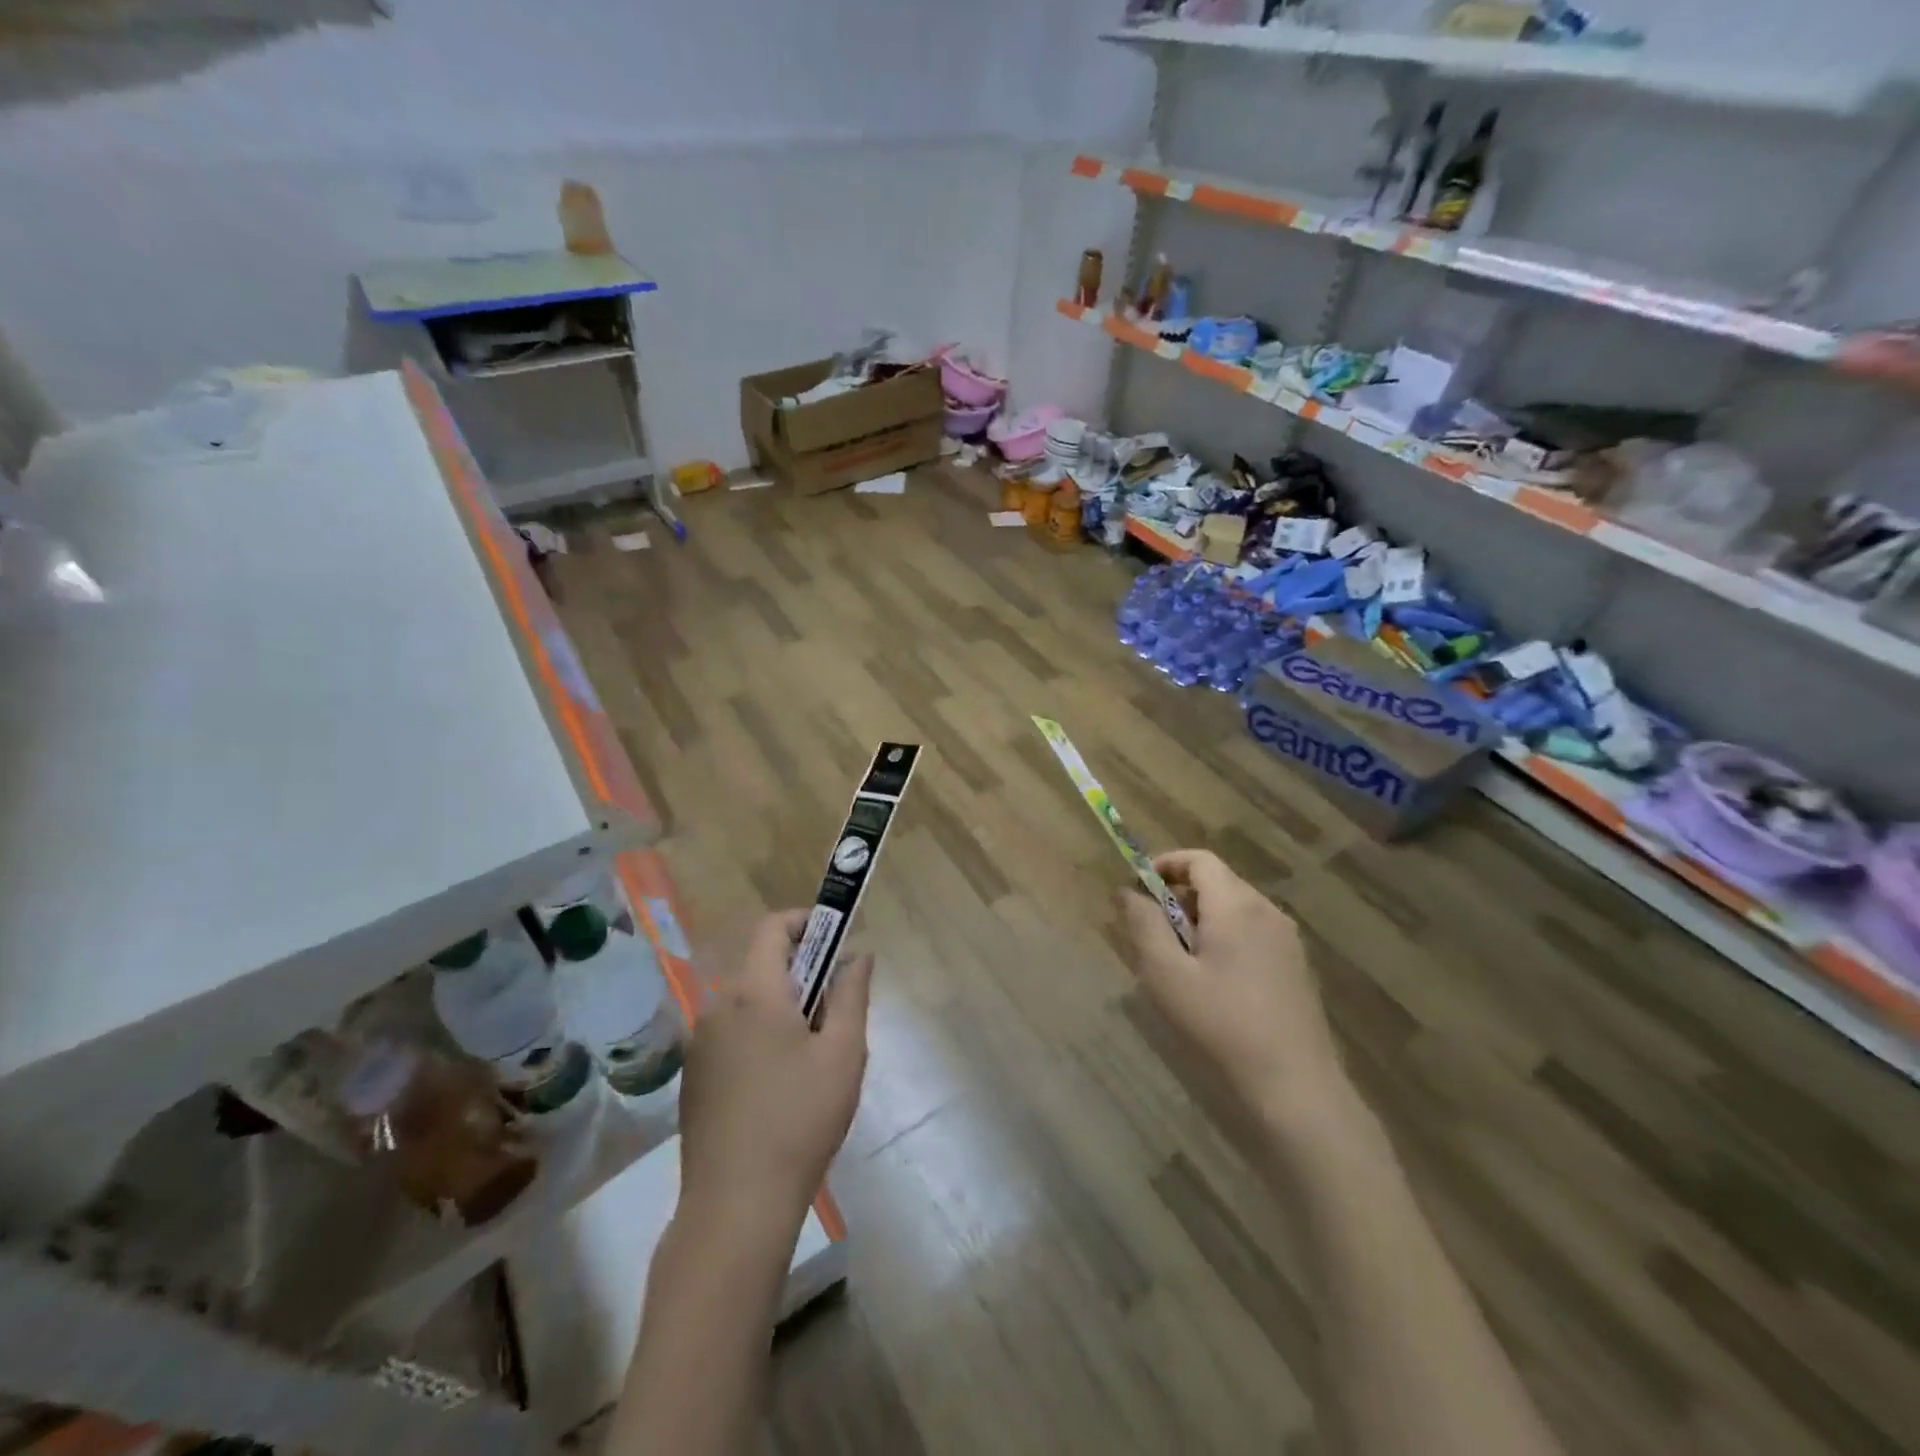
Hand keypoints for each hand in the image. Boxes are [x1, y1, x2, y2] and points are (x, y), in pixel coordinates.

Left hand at [677, 911, 872, 1229]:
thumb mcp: (844, 1053)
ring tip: (814, 1054)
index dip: (806, 923)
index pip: (773, 928)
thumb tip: (858, 956)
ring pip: (748, 1002)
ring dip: (782, 1006)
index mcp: (754, 992)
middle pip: (762, 966)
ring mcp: (699, 1043)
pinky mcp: (693, 1075)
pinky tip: (780, 1083)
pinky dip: (759, 1034)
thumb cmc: (800, 1119)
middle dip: (802, 973)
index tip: (837, 942)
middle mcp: (717, 1006)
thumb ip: (852, 994)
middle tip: (836, 1010)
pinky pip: (732, 1033)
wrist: (736, 1205)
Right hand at [1121, 850, 1347, 1132]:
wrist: (1295, 1088)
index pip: (1199, 859)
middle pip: (1217, 882)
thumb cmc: (1221, 1024)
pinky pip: (1251, 934)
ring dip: (1200, 920)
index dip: (1165, 864)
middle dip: (1179, 896)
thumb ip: (1144, 924)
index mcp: (1236, 905)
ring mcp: (1286, 940)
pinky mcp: (1295, 967)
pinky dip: (1224, 939)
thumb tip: (1128, 891)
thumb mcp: (1166, 974)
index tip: (1138, 888)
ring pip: (1234, 909)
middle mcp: (1267, 911)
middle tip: (1151, 932)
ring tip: (1177, 962)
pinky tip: (1212, 983)